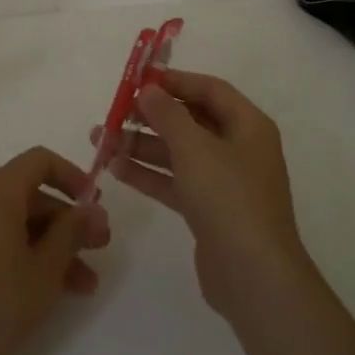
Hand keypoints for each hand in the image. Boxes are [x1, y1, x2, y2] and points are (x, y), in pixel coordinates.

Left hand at [0, 147, 109, 354]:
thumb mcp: (46, 269)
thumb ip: (72, 232)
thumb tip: (92, 209)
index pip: (39, 161)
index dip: (73, 177)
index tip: (95, 205)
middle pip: (29, 193)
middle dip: (67, 220)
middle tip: (100, 247)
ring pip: (16, 220)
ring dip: (52, 244)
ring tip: (86, 282)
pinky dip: (25, 252)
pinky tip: (56, 287)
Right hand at [94, 70, 311, 321]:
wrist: (253, 275)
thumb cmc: (228, 198)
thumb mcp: (194, 148)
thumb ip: (168, 115)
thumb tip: (149, 90)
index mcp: (248, 126)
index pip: (209, 89)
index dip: (175, 81)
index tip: (138, 79)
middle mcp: (239, 148)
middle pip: (190, 121)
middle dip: (150, 116)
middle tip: (113, 112)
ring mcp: (224, 182)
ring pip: (178, 153)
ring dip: (141, 145)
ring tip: (101, 140)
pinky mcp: (209, 210)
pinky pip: (175, 182)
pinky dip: (148, 174)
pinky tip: (115, 169)